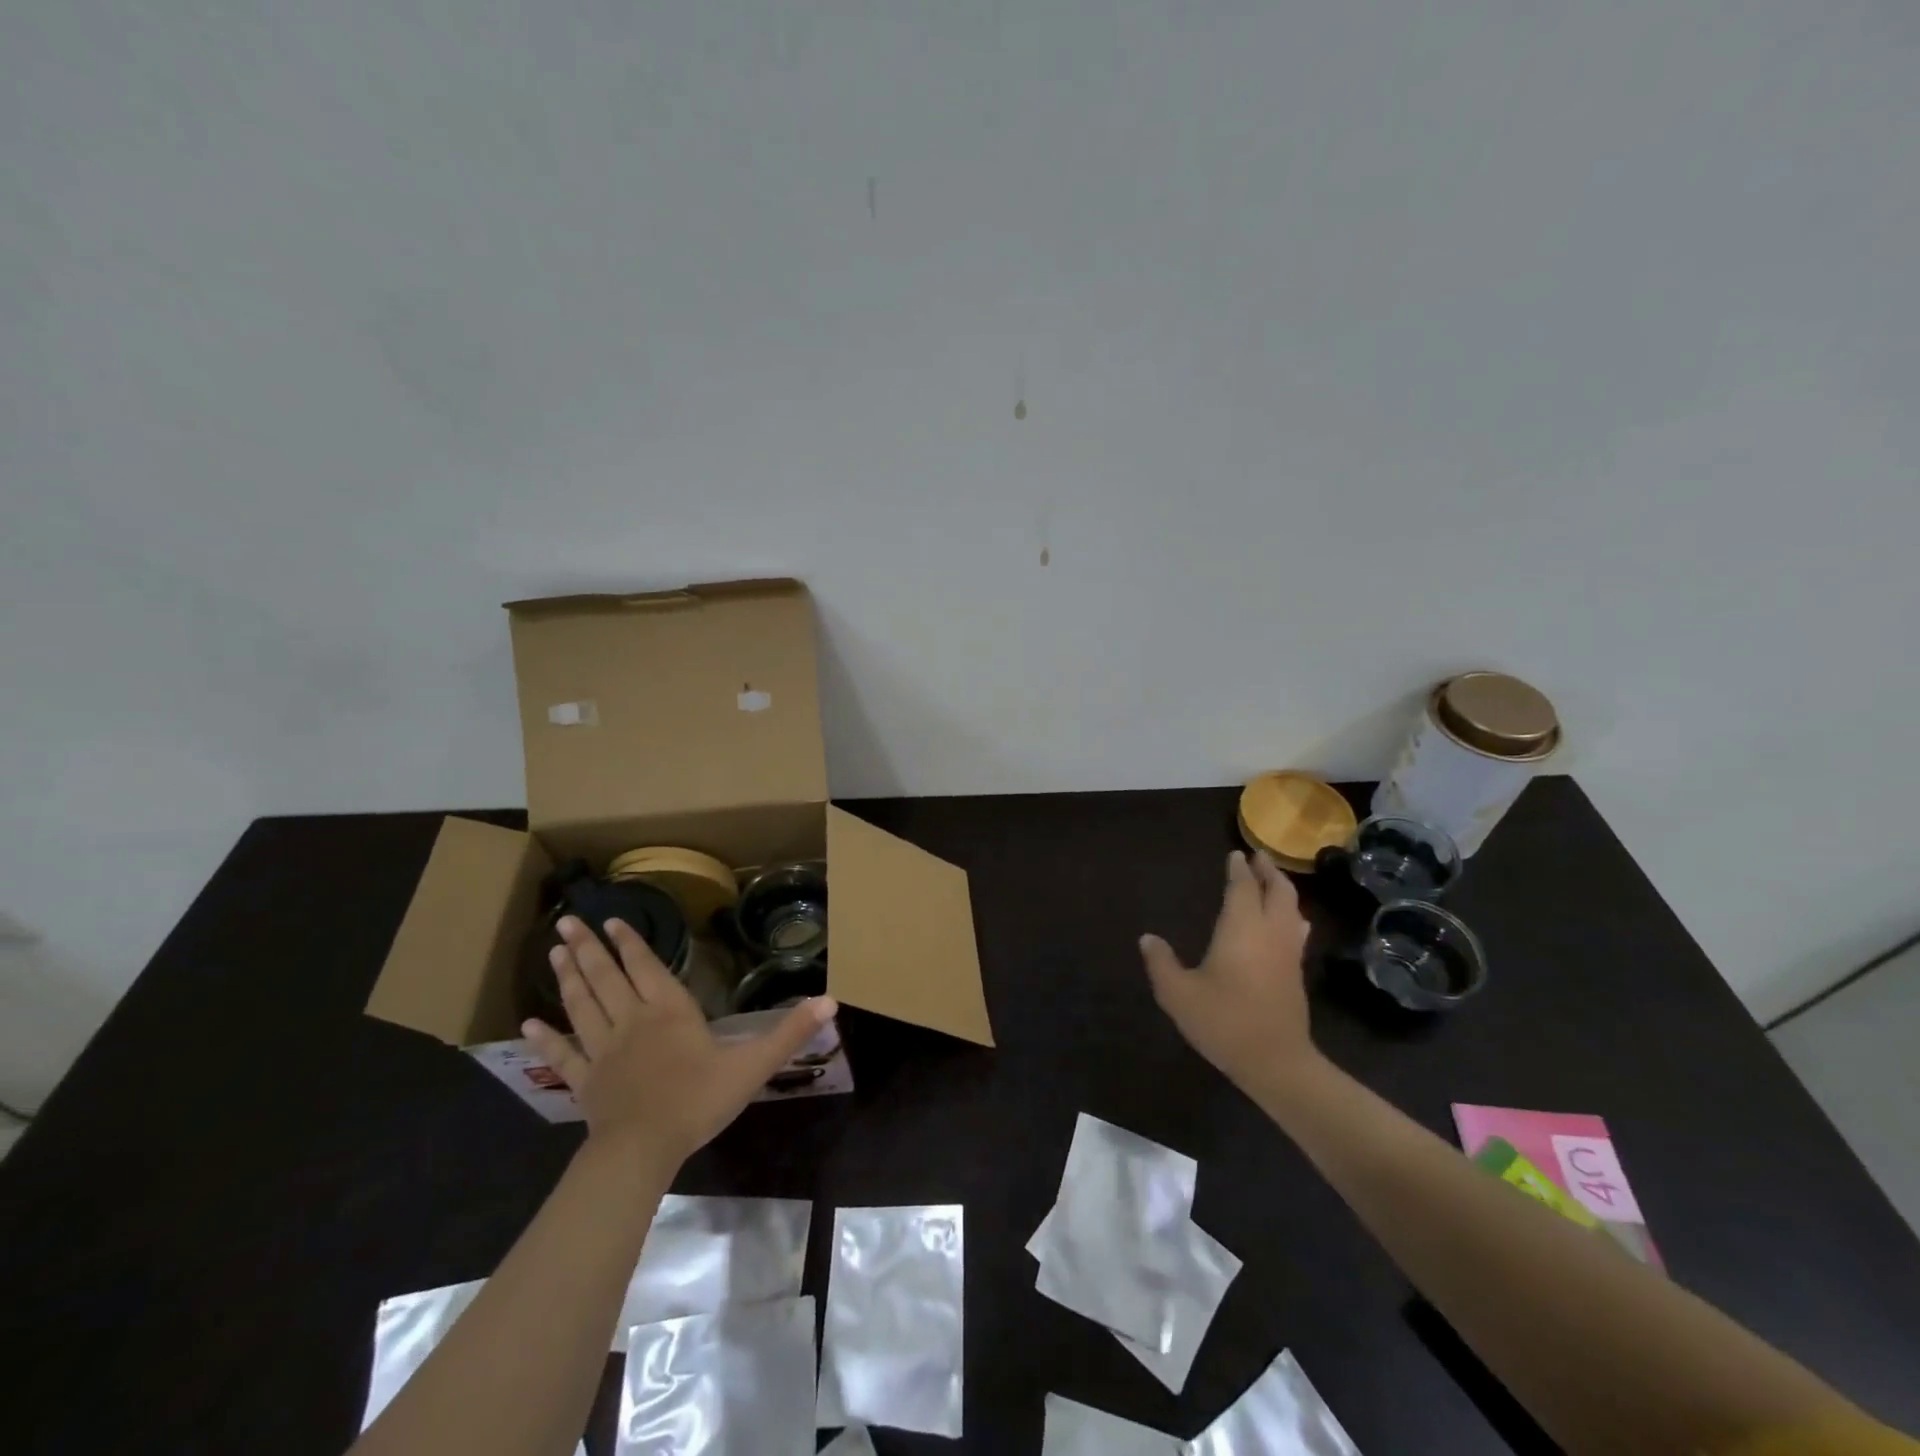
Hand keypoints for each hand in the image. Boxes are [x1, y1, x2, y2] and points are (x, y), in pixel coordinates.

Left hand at [524, 915, 836, 1162]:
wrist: (644, 1148)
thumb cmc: (699, 1100)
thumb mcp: (753, 1064)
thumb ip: (790, 1032)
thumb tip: (831, 1001)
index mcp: (668, 1010)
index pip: (645, 966)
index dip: (629, 943)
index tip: (611, 920)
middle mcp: (631, 1021)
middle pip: (605, 978)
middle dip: (587, 949)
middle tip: (567, 923)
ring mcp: (602, 1051)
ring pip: (581, 1005)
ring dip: (567, 978)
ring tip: (554, 953)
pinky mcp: (584, 1081)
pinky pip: (562, 1055)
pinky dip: (545, 1038)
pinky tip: (526, 1024)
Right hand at [1140, 850, 1321, 1099]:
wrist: (1276, 1062)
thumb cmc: (1224, 1021)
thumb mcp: (1178, 994)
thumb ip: (1161, 963)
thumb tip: (1148, 938)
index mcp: (1241, 928)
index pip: (1242, 888)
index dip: (1238, 870)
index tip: (1235, 854)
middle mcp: (1270, 933)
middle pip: (1278, 892)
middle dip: (1269, 872)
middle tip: (1259, 857)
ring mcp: (1288, 953)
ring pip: (1292, 909)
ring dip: (1283, 891)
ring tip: (1272, 882)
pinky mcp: (1296, 973)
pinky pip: (1297, 930)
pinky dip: (1290, 914)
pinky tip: (1288, 923)